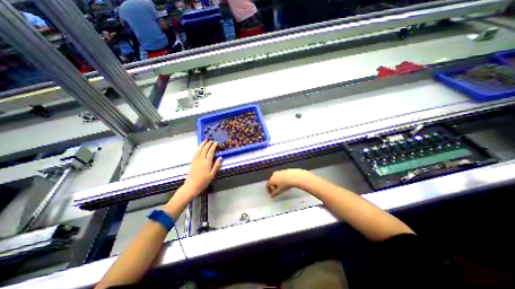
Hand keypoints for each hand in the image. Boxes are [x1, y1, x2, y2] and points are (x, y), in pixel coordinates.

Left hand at [183, 141, 221, 196]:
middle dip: (208, 144)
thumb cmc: (203, 182)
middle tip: (211, 141)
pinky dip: (198, 149)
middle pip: (204, 149)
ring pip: (199, 150)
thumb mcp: (212, 175)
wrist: (191, 186)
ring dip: (202, 144)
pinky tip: (199, 148)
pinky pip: (195, 153)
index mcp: (207, 163)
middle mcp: (201, 160)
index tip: (216, 143)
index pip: (211, 152)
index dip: (213, 146)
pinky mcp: (192, 162)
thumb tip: (220, 158)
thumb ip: (216, 166)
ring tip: (205, 140)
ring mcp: (195, 161)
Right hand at [268, 168, 311, 197]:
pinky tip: (286, 182)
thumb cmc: (285, 184)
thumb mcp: (279, 191)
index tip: (272, 193)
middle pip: (272, 181)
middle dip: (273, 186)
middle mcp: (274, 175)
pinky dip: (282, 179)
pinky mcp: (284, 170)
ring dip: (278, 182)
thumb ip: (274, 193)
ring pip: (276, 178)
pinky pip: (281, 175)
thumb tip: (272, 195)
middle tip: (277, 190)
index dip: (269, 190)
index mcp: (271, 179)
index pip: (268, 185)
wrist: (294, 177)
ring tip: (282, 186)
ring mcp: (279, 172)